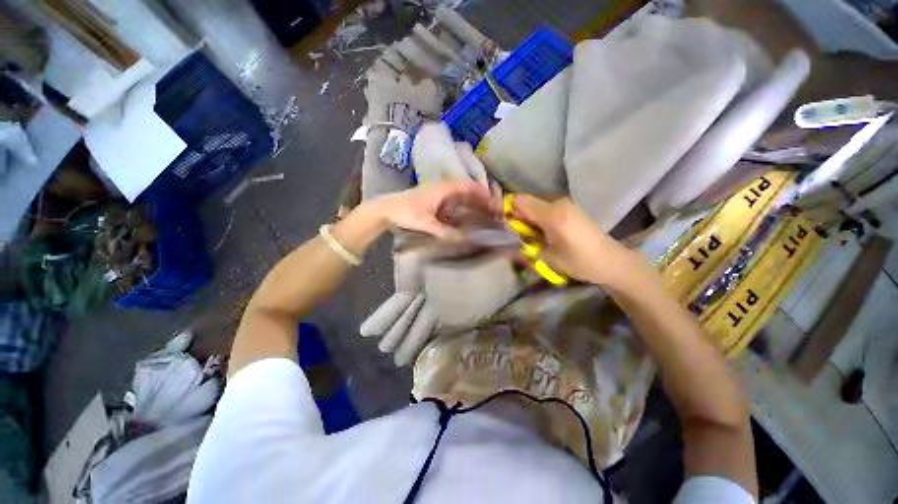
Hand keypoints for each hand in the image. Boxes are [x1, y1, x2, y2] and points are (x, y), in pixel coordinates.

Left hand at [374, 180, 492, 238]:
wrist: (387, 208)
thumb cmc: (405, 212)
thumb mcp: (425, 223)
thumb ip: (444, 231)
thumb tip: (463, 239)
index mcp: (442, 189)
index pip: (466, 186)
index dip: (480, 192)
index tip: (492, 200)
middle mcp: (442, 188)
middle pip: (465, 190)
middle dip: (479, 198)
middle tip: (492, 208)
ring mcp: (438, 194)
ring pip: (459, 196)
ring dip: (471, 202)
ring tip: (483, 212)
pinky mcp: (434, 201)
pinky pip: (452, 202)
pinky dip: (461, 207)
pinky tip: (466, 216)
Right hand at [511, 196, 642, 285]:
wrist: (611, 261)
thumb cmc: (580, 262)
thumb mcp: (548, 258)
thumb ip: (525, 248)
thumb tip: (504, 247)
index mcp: (553, 215)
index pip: (520, 202)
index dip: (508, 210)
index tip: (504, 226)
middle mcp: (559, 203)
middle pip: (527, 202)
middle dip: (518, 217)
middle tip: (519, 236)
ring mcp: (566, 204)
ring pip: (536, 205)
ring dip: (528, 218)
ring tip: (532, 237)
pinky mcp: (570, 208)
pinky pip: (546, 208)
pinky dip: (538, 218)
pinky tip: (544, 233)